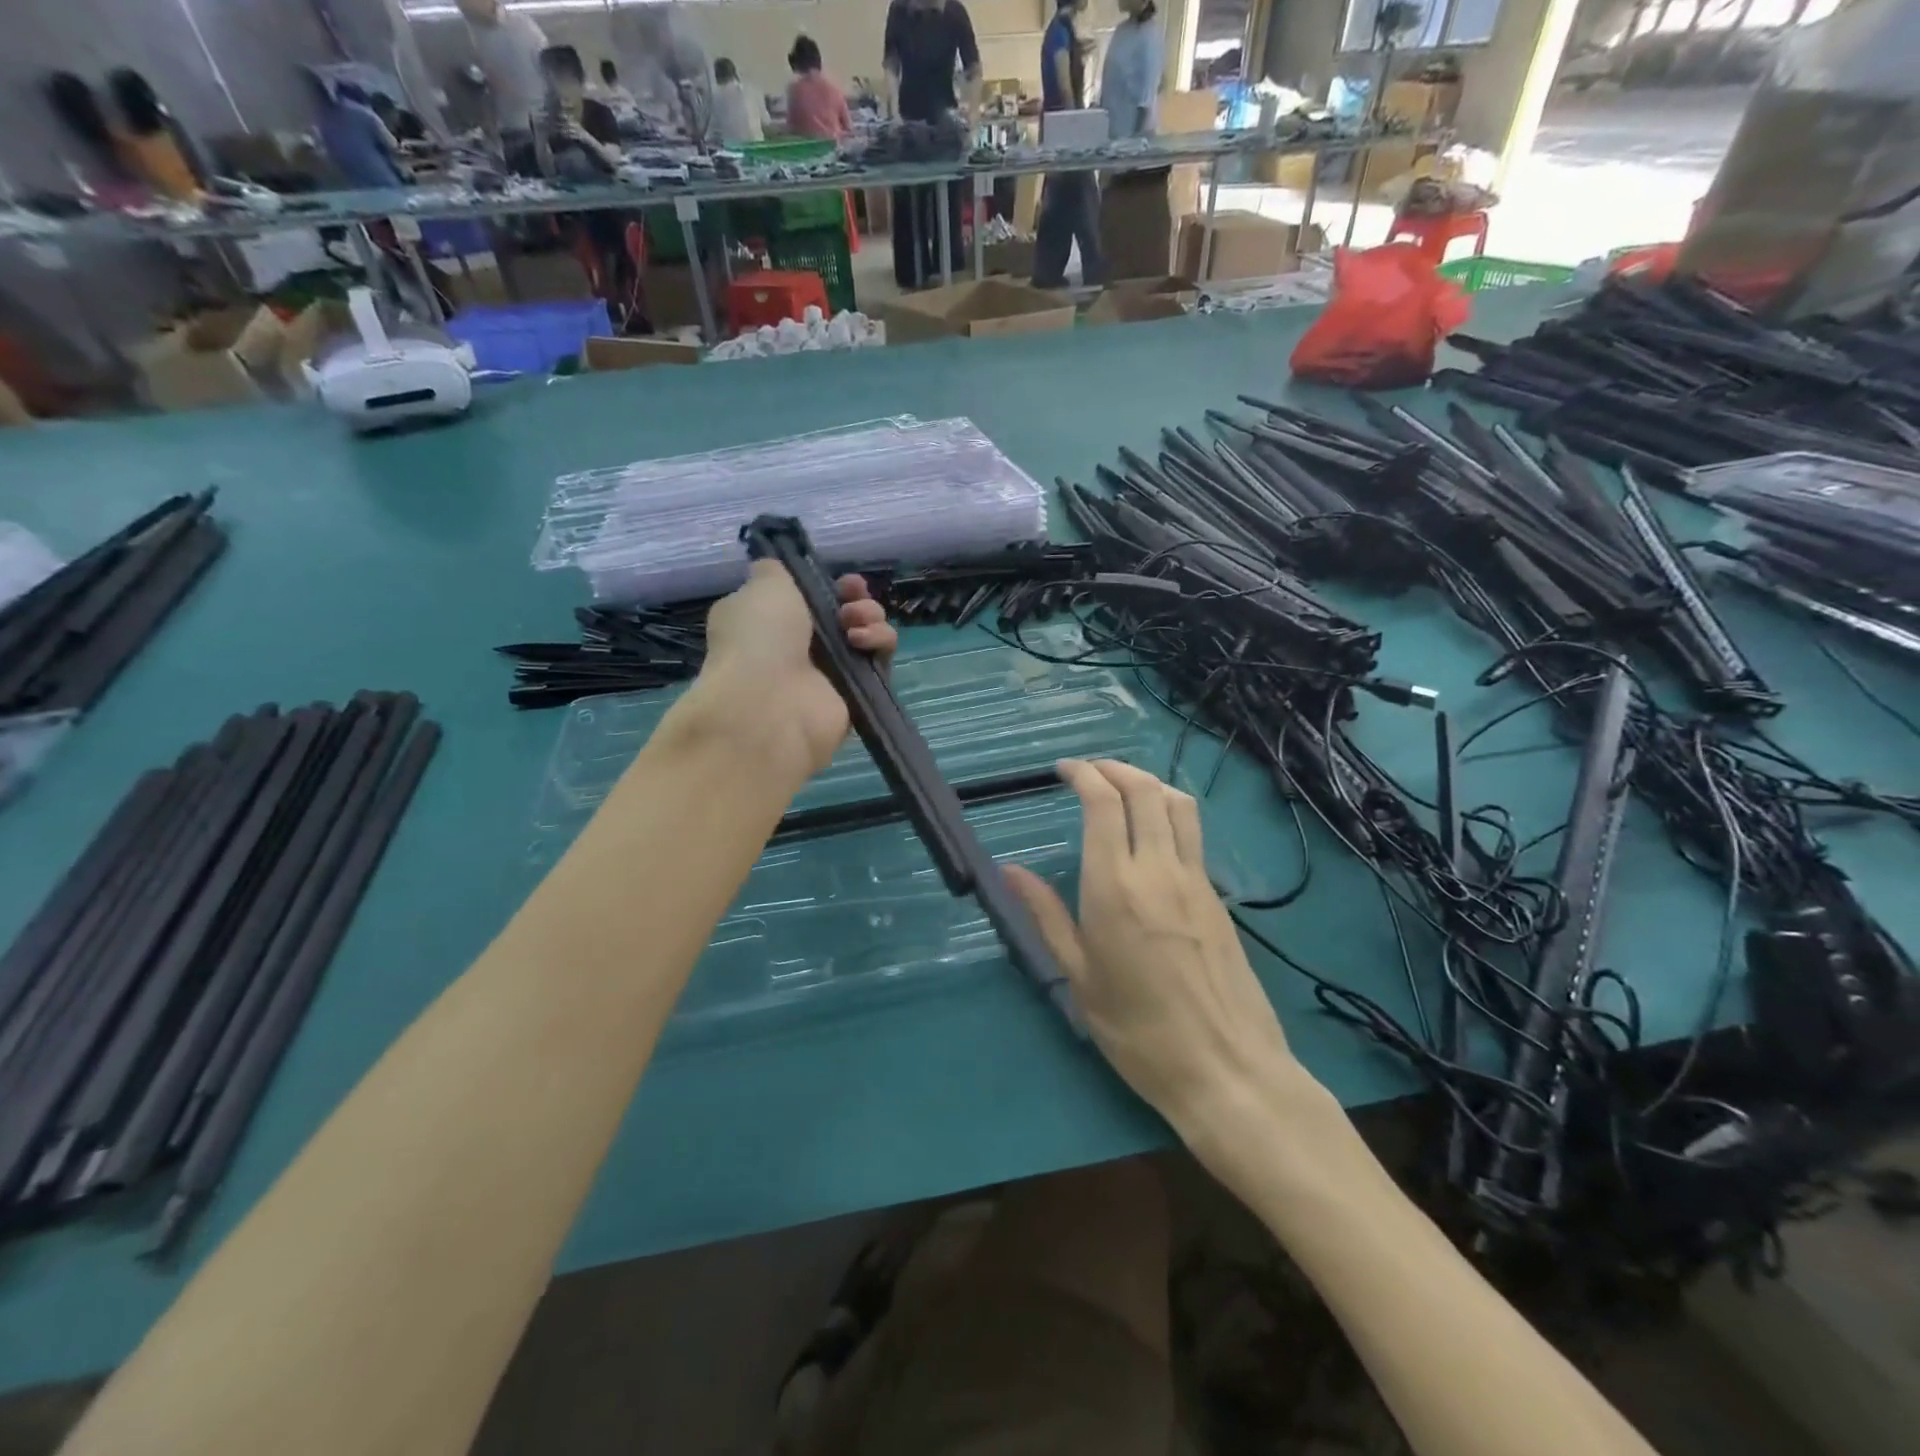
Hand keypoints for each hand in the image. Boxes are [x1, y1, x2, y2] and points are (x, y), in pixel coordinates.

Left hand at [694, 561, 895, 778]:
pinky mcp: (856, 694)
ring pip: (867, 634)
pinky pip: (880, 661)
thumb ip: (774, 571)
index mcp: (770, 621)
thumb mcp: (762, 586)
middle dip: (856, 599)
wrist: (769, 704)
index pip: (809, 598)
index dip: (828, 584)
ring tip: (854, 625)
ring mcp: (829, 673)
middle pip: (844, 614)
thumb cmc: (759, 637)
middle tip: (852, 599)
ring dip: (870, 618)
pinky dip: (879, 644)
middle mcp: (799, 648)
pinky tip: (863, 643)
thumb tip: (775, 569)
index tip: (838, 579)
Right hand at [1004, 760, 1315, 1138]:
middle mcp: (1158, 869)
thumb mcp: (1079, 978)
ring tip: (1123, 787)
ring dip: (1148, 782)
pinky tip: (1154, 832)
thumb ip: (1046, 916)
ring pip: (1178, 804)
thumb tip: (1010, 871)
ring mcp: (1195, 880)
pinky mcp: (1217, 896)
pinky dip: (1170, 811)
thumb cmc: (1139, 1032)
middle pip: (1144, 790)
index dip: (1083, 775)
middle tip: (1089, 772)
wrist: (1226, 1069)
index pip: (1104, 804)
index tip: (1064, 770)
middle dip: (1114, 768)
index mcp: (1115, 887)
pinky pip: (1193, 833)